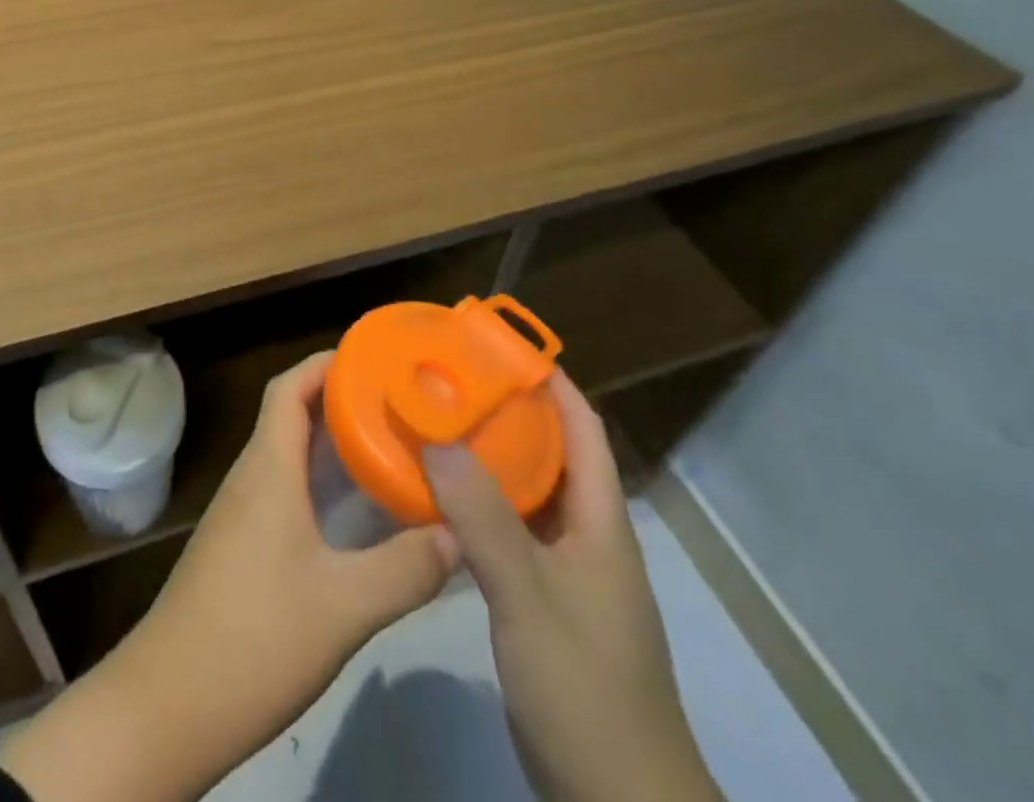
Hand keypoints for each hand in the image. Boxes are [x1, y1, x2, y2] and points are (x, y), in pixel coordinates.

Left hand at [1, 352, 456, 801]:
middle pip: (292, 416)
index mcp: (268, 468)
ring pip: (289, 457)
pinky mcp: (241, 548)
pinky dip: (320, 486)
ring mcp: (242, 514)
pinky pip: (285, 492)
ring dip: (332, 446)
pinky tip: (356, 515)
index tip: (374, 359)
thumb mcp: (344, 606)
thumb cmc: (255, 636)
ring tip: (390, 449)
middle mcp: (252, 478)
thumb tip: (458, 536)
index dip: (325, 364)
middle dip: (341, 402)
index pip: (289, 388)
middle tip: (399, 404)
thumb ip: (405, 568)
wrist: (170, 703)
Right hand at [424, 370, 722, 801]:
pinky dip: (477, 504)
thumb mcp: (529, 597)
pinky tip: (437, 499)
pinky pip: (508, 530)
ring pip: (526, 492)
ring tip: (433, 425)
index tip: (494, 345)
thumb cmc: (585, 687)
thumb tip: (437, 439)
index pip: (581, 427)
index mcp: (599, 521)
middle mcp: (586, 536)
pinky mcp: (543, 601)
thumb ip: (484, 518)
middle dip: (504, 411)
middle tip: (446, 380)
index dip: (547, 380)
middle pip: (550, 452)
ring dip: (487, 457)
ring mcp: (566, 572)